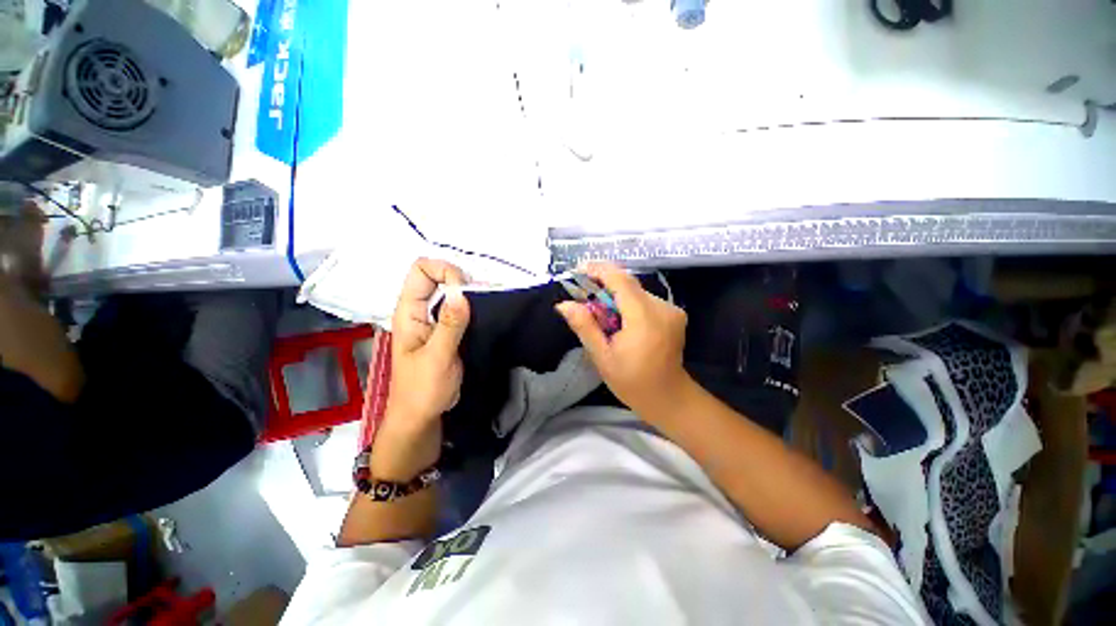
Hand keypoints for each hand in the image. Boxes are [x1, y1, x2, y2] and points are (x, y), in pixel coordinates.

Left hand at [374, 258, 470, 480]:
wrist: (421, 415)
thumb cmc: (422, 389)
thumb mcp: (437, 357)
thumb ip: (450, 325)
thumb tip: (461, 293)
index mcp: (409, 312)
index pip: (421, 271)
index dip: (443, 271)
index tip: (465, 290)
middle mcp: (419, 310)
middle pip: (436, 277)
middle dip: (459, 279)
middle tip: (480, 295)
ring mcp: (433, 320)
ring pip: (448, 292)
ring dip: (467, 292)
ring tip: (486, 302)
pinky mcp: (446, 330)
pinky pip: (458, 308)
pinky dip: (471, 305)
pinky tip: (484, 312)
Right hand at [556, 262, 688, 418]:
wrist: (669, 398)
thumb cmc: (632, 382)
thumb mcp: (602, 357)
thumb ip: (584, 327)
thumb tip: (563, 304)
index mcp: (644, 318)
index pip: (620, 280)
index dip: (598, 270)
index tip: (578, 271)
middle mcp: (662, 307)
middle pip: (628, 283)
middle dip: (603, 285)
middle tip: (583, 296)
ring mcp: (671, 309)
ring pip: (636, 290)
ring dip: (615, 296)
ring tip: (600, 314)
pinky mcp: (674, 313)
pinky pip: (645, 299)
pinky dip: (628, 303)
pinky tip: (619, 320)